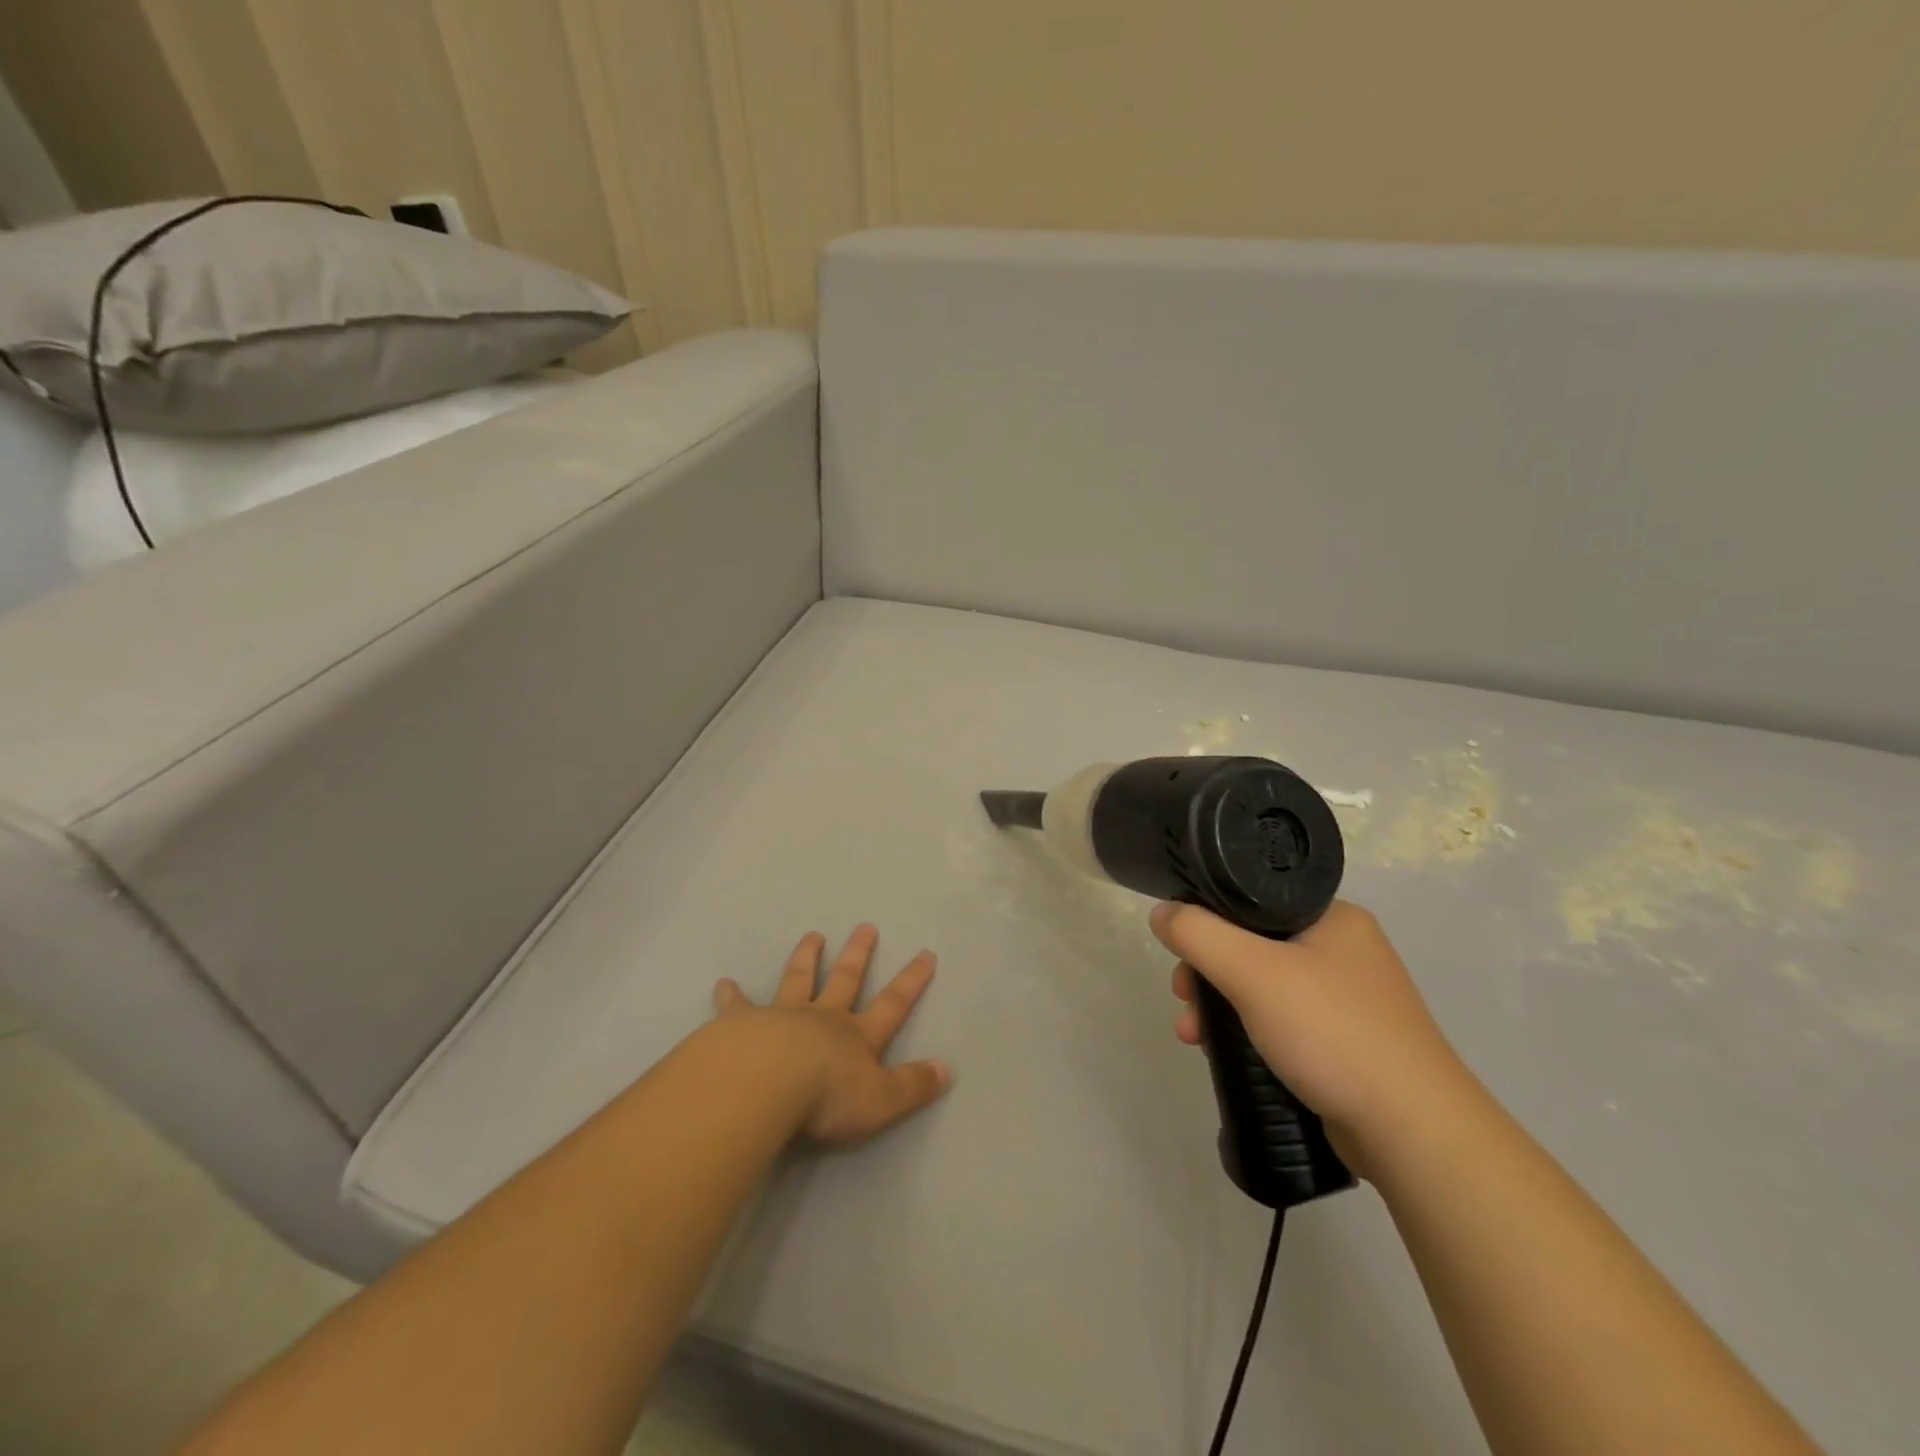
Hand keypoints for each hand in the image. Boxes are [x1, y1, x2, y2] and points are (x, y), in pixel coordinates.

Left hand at [713, 925, 950, 1144]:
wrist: (764, 1083)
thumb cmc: (826, 1096)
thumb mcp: (881, 1100)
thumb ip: (913, 1085)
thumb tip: (948, 1069)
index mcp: (857, 1036)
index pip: (892, 1003)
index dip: (911, 980)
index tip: (925, 953)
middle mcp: (823, 1018)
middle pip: (845, 979)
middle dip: (858, 954)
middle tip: (865, 927)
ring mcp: (783, 1016)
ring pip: (798, 979)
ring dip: (806, 957)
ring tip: (812, 935)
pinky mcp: (744, 1024)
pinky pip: (738, 1006)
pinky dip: (731, 995)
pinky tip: (723, 984)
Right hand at [1153, 899, 1469, 1169]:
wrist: (1413, 1132)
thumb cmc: (1333, 1033)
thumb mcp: (1252, 972)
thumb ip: (1198, 934)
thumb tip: (1162, 913)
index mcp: (1333, 917)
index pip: (1253, 899)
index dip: (1208, 918)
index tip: (1180, 949)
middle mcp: (1343, 950)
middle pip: (1252, 943)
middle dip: (1207, 970)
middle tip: (1183, 994)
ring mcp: (1347, 999)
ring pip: (1262, 986)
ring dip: (1219, 1005)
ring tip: (1191, 1032)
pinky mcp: (1345, 1042)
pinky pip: (1280, 1021)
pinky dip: (1246, 1030)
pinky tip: (1220, 1052)